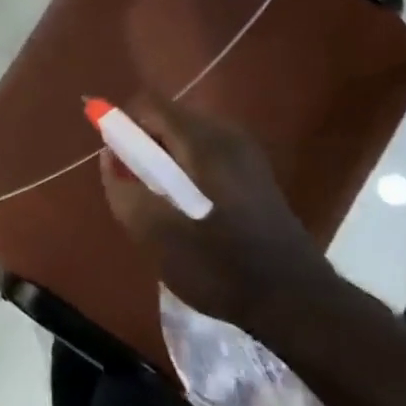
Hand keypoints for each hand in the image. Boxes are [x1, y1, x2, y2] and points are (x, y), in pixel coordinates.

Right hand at [98, 93, 334, 330]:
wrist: (296, 302)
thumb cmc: (221, 266)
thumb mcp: (157, 236)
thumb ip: (124, 191)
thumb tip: (110, 158)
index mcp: (203, 142)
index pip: (149, 104)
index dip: (122, 123)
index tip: (114, 160)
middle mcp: (227, 135)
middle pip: (168, 118)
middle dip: (144, 146)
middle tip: (137, 188)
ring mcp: (246, 153)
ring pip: (187, 138)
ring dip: (165, 161)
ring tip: (163, 205)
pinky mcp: (256, 174)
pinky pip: (207, 155)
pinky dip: (188, 171)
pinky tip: (191, 212)